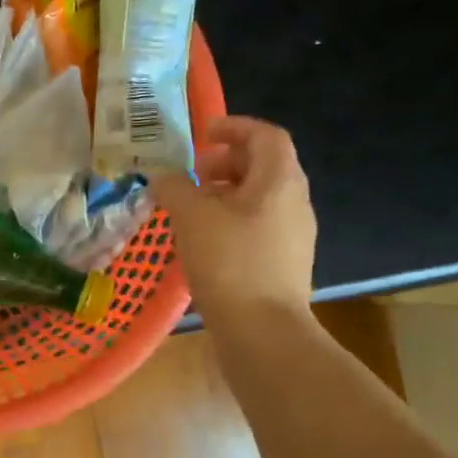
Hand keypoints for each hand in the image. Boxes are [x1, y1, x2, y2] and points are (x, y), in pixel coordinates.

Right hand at [151, 116, 316, 326]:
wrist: (262, 330)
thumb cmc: (228, 262)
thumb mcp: (191, 216)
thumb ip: (174, 188)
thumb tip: (163, 177)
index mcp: (279, 181)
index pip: (266, 135)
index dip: (234, 127)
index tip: (202, 135)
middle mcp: (294, 201)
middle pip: (264, 165)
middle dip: (226, 162)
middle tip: (192, 175)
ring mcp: (293, 234)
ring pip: (259, 198)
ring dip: (225, 193)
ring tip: (191, 209)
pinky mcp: (283, 262)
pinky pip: (258, 225)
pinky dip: (230, 220)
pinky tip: (204, 241)